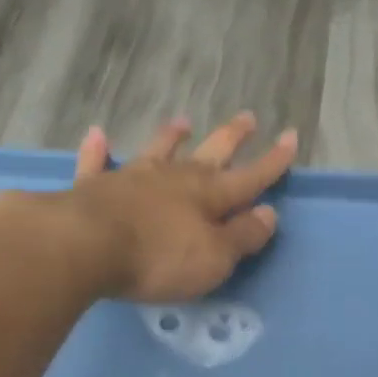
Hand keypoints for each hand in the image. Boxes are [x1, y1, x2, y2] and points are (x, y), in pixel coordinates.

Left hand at [58, 113, 297, 302]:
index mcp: (207, 197)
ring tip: (183, 121)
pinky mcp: (93, 188)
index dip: (272, 161)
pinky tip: (98, 135)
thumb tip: (269, 214)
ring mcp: (131, 179)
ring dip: (171, 137)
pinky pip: (97, 163)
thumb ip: (242, 237)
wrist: (87, 247)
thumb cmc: (158, 259)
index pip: (250, 177)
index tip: (291, 137)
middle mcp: (173, 179)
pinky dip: (98, 150)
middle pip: (209, 154)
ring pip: (157, 151)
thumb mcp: (214, 258)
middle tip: (248, 117)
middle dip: (231, 138)